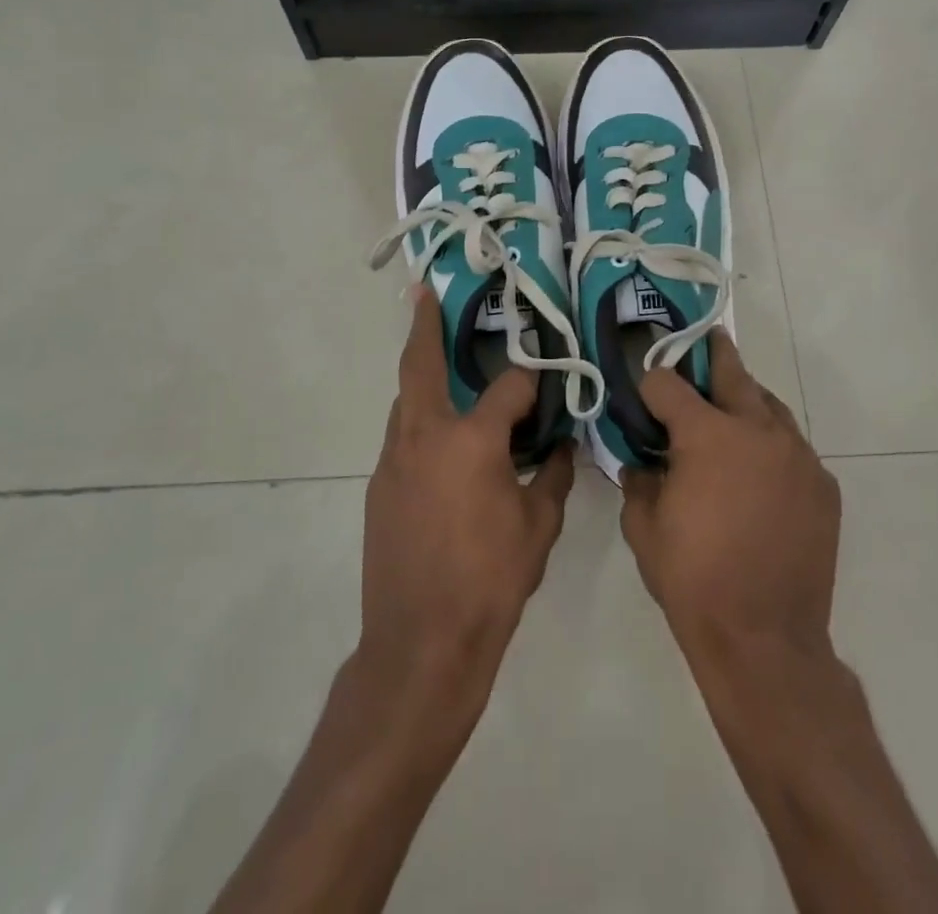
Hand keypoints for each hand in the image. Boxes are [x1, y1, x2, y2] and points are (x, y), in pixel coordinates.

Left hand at [359, 286, 575, 704]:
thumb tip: (559, 446)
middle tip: (424, 294)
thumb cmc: (489, 582)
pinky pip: (401, 437)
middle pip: (420, 366)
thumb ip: (552, 475)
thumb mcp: (538, 527)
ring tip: (440, 363)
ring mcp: (393, 460)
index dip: (531, 382)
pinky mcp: (378, 486)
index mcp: (472, 440)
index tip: (545, 384)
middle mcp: (425, 435)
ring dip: (421, 376)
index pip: (508, 387)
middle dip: (424, 326)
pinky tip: (441, 443)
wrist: (420, 643)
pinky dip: (419, 423)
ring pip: (406, 401)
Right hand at [620, 331, 841, 678]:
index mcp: (707, 435)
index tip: (643, 397)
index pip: (668, 382)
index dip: (650, 385)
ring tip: (731, 414)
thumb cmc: (693, 580)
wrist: (765, 640)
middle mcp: (758, 431)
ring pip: (770, 406)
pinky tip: (760, 474)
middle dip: (712, 355)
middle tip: (705, 342)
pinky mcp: (823, 484)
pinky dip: (772, 447)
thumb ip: (637, 480)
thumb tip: (640, 461)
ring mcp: (798, 456)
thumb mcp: (643, 528)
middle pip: (732, 372)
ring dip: (746, 402)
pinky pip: (793, 448)